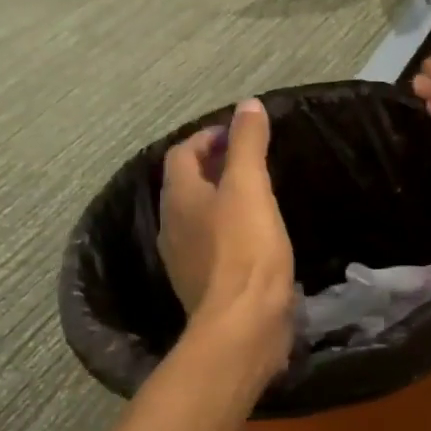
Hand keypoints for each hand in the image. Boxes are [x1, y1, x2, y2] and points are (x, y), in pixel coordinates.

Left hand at [157, 99, 295, 375]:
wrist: (244, 325)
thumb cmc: (246, 249)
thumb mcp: (250, 187)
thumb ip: (248, 145)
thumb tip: (247, 105)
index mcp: (180, 198)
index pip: (182, 154)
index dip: (207, 138)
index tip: (239, 134)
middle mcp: (173, 226)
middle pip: (186, 186)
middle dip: (212, 169)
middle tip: (249, 162)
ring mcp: (185, 260)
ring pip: (198, 218)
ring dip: (220, 202)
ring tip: (254, 196)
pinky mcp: (205, 286)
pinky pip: (212, 247)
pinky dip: (228, 232)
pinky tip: (256, 238)